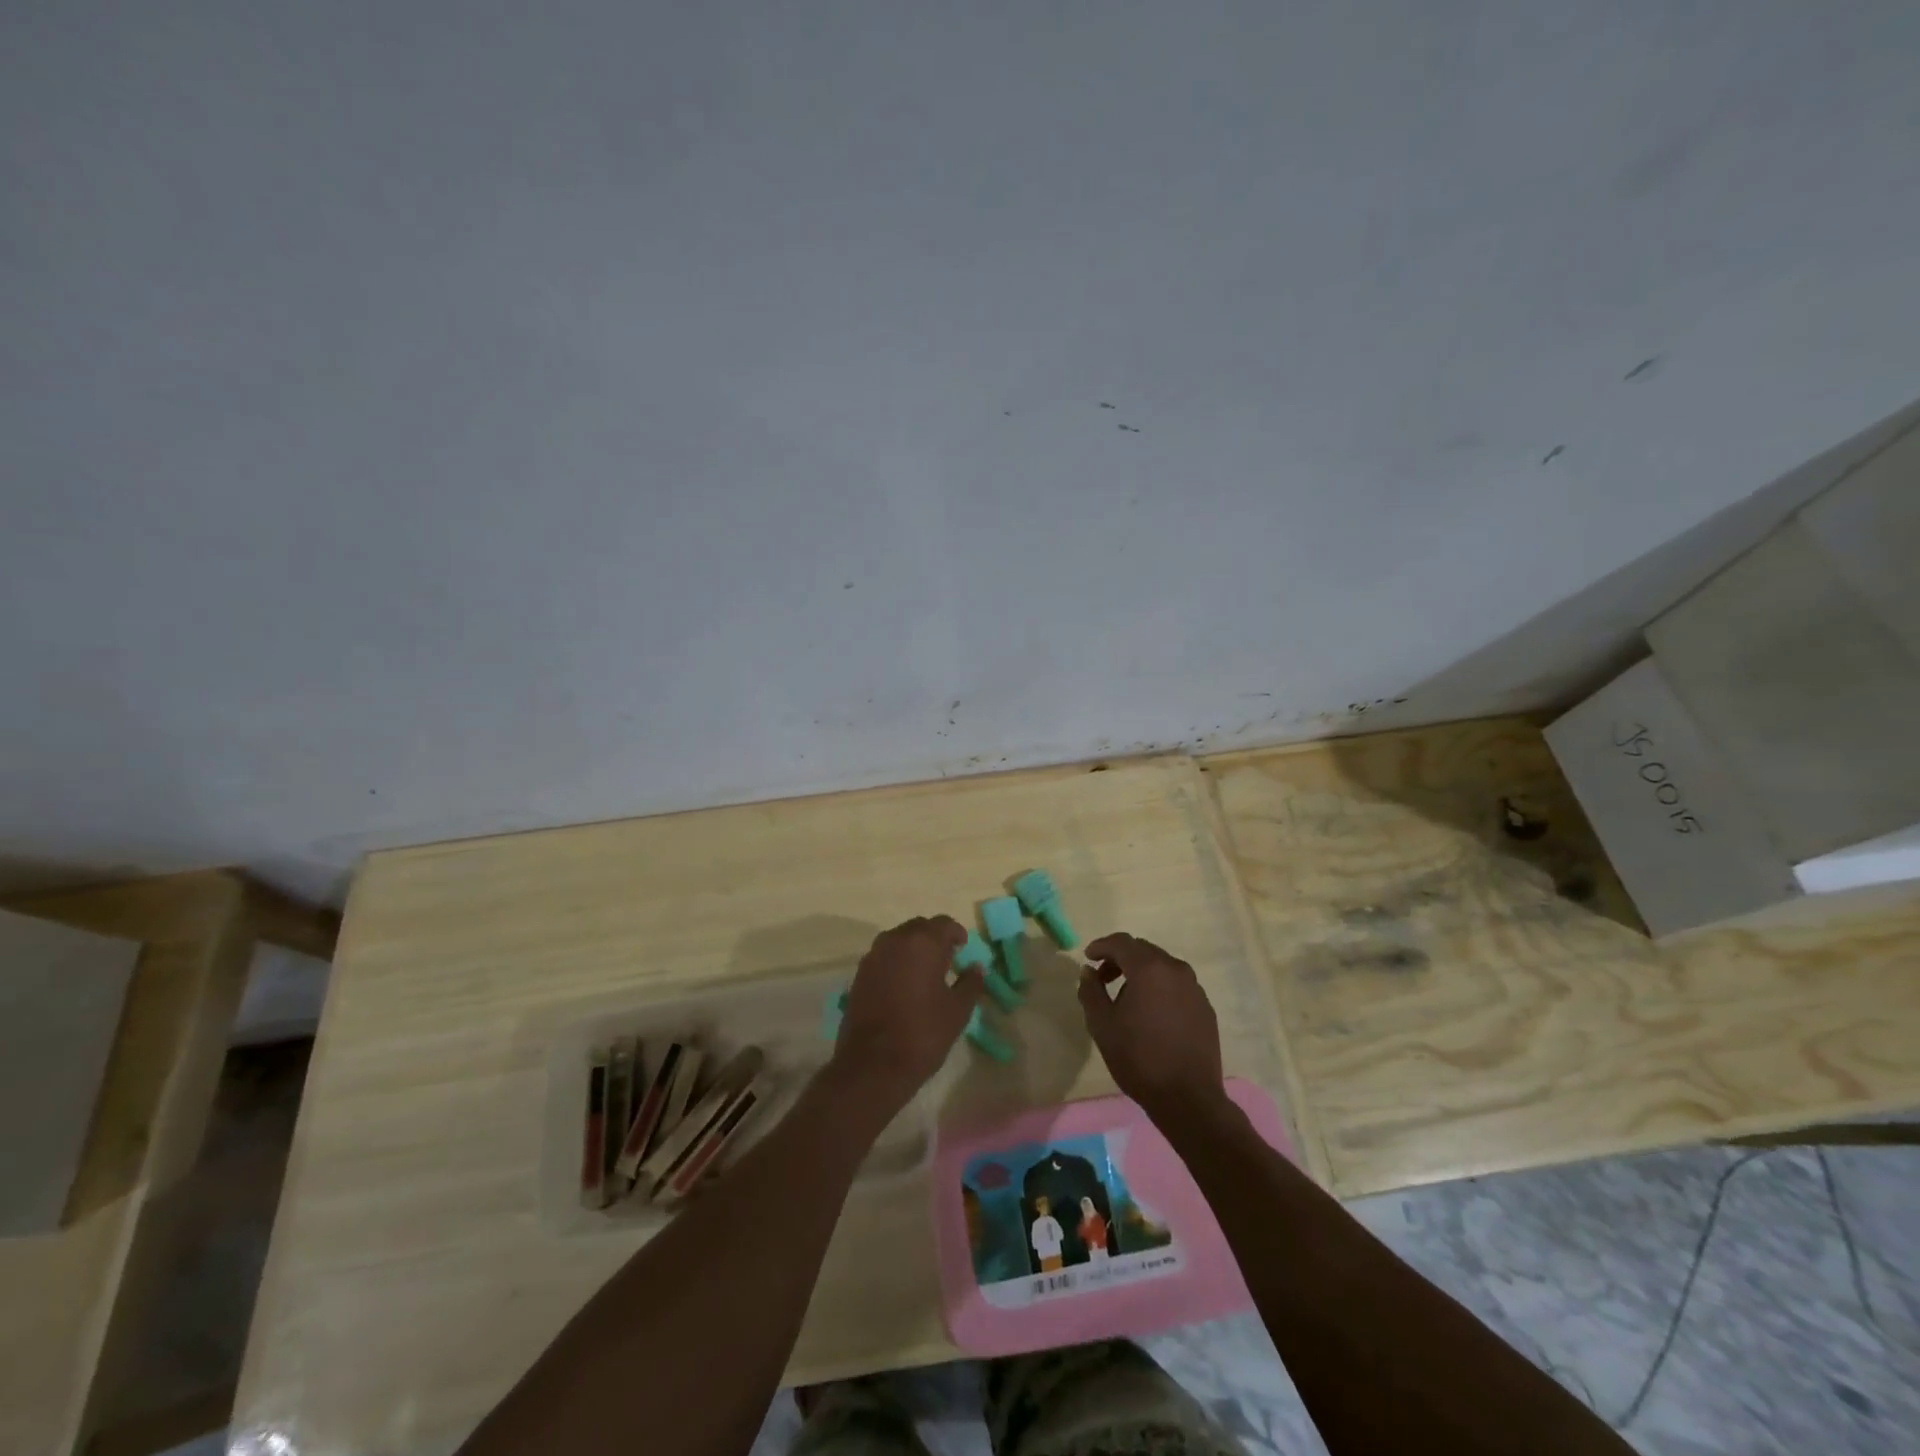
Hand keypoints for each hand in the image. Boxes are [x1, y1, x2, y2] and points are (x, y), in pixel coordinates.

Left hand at [830, 916, 980, 1113]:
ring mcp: (873, 956)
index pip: (944, 924)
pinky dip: (896, 962)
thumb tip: (977, 968)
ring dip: (913, 949)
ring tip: (925, 972)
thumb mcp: (957, 1011)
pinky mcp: (859, 974)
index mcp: (923, 943)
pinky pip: (883, 957)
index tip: (963, 948)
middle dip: (934, 938)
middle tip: (947, 959)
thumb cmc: (923, 1034)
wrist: (873, 1064)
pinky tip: (904, 985)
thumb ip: (970, 983)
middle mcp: (895, 941)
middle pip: (919, 927)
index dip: (956, 934)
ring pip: (898, 940)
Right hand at [1078, 933, 1227, 1125]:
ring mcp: (1195, 988)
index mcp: (1149, 969)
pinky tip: (1152, 1014)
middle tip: (1103, 978)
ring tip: (1126, 999)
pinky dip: (1160, 988)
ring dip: (1141, 973)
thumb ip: (1091, 991)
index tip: (1088, 957)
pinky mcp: (1205, 1007)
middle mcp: (1175, 970)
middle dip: (1120, 959)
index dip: (1101, 946)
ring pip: (1162, 967)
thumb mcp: (1102, 1025)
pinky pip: (1177, 986)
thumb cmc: (1139, 1058)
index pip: (1121, 943)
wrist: (1188, 1098)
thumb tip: (1089, 971)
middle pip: (1143, 951)